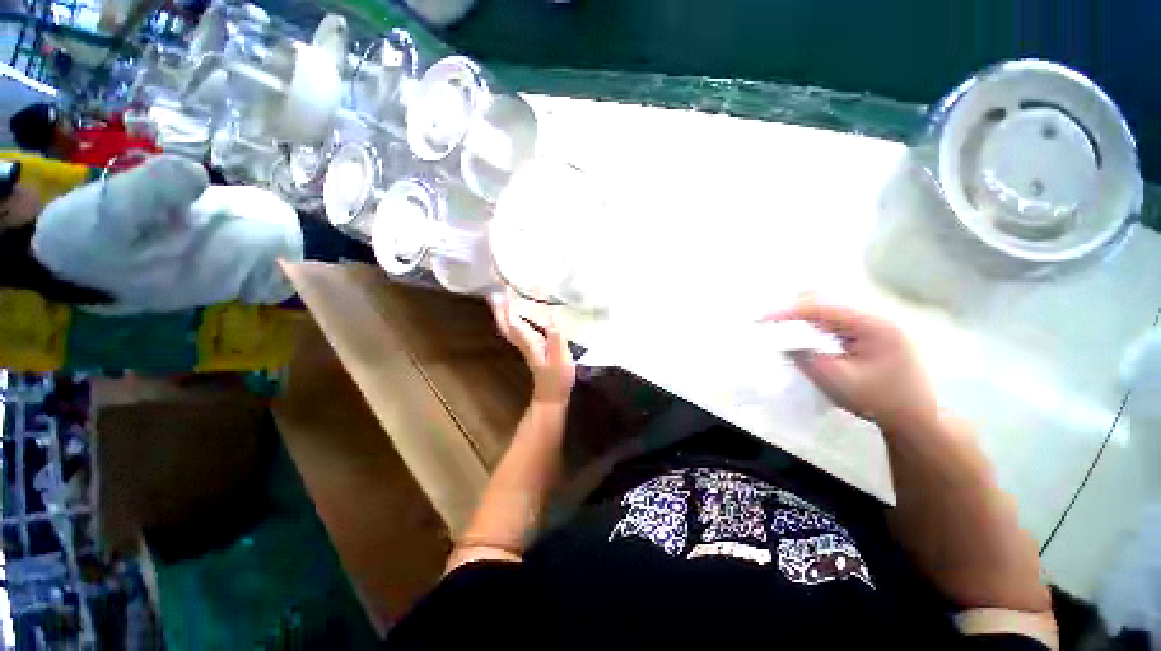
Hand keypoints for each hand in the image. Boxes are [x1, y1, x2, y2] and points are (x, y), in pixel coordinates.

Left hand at [490, 291, 575, 405]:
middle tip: (495, 290)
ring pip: (508, 326)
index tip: (507, 288)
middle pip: (506, 323)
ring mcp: (525, 345)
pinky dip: (512, 319)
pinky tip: (517, 314)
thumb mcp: (561, 358)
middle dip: (499, 307)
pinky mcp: (530, 347)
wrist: (551, 396)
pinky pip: (516, 329)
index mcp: (530, 342)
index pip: (515, 320)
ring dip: (502, 312)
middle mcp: (523, 341)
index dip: (510, 304)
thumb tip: (550, 317)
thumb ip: (556, 338)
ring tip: (501, 297)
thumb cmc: (557, 378)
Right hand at [765, 299, 936, 432]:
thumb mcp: (839, 382)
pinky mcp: (870, 329)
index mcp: (875, 324)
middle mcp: (876, 314)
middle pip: (827, 297)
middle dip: (793, 306)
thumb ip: (807, 358)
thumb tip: (783, 340)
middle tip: (768, 320)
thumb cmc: (880, 401)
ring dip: (803, 311)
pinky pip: (835, 316)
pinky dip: (814, 320)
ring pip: (830, 304)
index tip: (760, 319)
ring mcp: (874, 320)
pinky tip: (802, 331)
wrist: (917, 418)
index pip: (822, 307)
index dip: (787, 311)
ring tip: (780, 323)